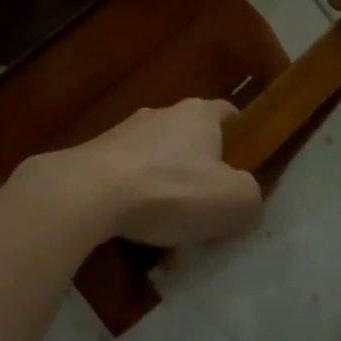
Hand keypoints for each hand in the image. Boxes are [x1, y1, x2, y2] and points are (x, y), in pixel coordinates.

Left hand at [11, 100, 261, 248]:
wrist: (89, 192)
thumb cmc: (171, 189)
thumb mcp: (234, 200)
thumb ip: (251, 196)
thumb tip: (245, 198)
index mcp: (199, 113)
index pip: (229, 114)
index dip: (243, 139)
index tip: (246, 170)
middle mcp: (162, 113)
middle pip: (192, 138)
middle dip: (201, 169)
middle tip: (209, 206)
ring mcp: (125, 131)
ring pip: (158, 158)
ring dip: (167, 185)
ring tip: (170, 226)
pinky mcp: (97, 154)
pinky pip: (129, 176)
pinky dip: (136, 197)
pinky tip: (137, 228)